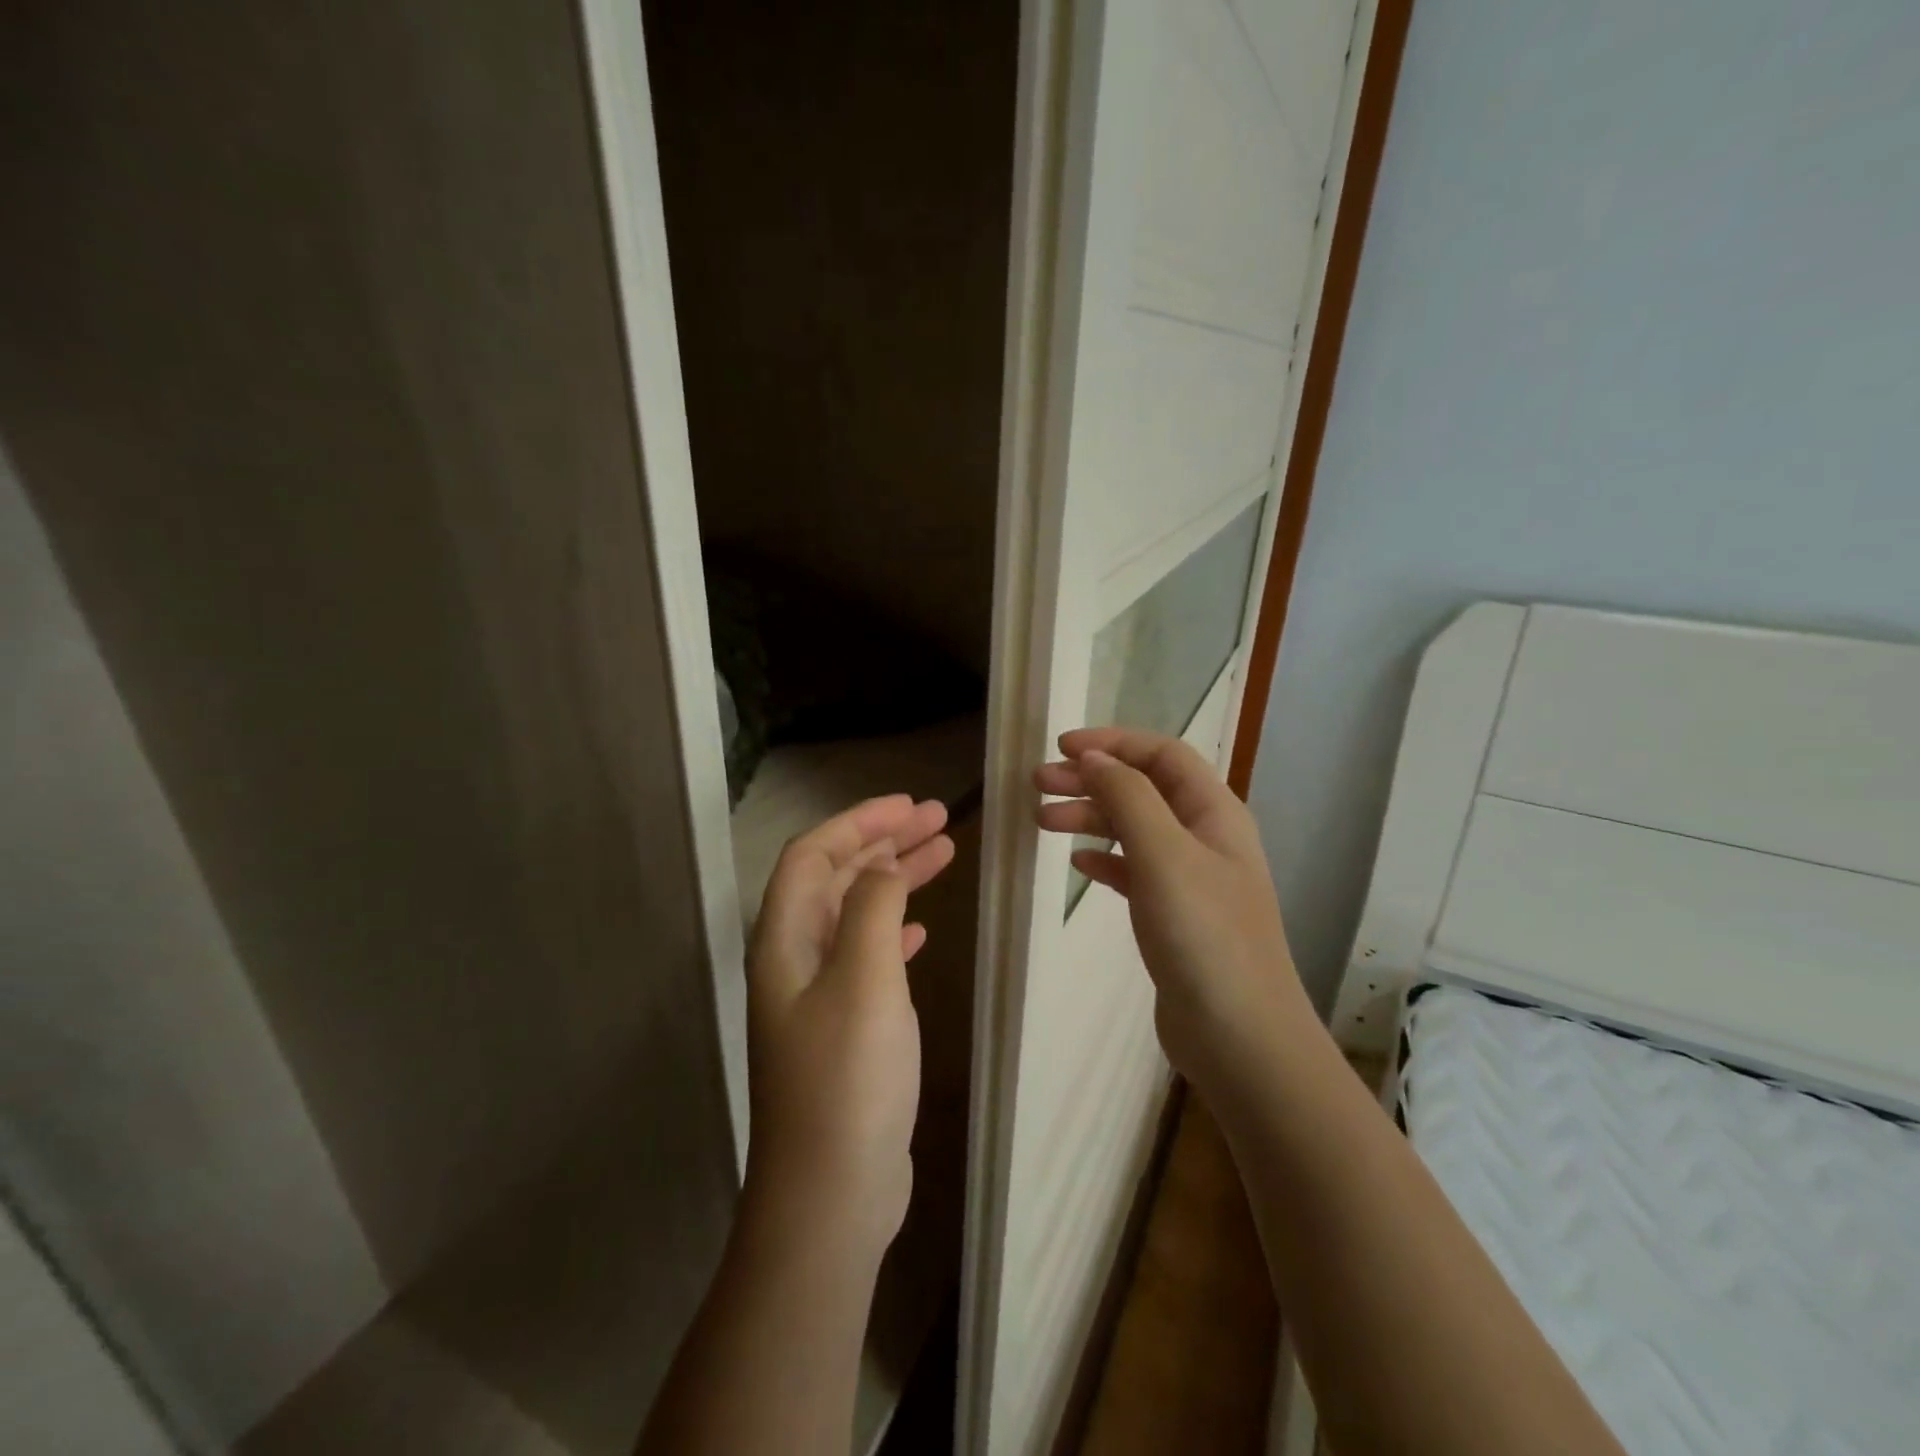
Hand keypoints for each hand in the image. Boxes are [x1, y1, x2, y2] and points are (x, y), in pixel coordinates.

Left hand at [744, 794, 954, 1259]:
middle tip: (939, 820)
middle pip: (836, 877)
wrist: (831, 1194)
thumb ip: (874, 909)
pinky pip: (868, 954)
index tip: (910, 804)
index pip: (813, 854)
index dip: (858, 821)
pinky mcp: (844, 1027)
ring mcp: (818, 995)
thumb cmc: (847, 1079)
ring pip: (856, 913)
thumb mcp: (865, 979)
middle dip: (884, 842)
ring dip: (895, 879)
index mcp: (785, 939)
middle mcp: (794, 958)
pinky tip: (921, 927)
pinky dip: (895, 927)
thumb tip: (883, 866)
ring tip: (944, 854)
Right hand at [1034, 728, 1311, 1099]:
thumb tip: (1095, 757)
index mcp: (1214, 812)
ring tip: (1043, 821)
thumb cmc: (1204, 936)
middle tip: (1037, 784)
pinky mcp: (1175, 918)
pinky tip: (1078, 865)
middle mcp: (1206, 837)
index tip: (1061, 748)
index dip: (1113, 742)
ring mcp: (1191, 880)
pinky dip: (1105, 860)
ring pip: (1134, 830)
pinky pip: (1134, 872)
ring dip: (1091, 818)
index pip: (1162, 755)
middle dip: (1091, 779)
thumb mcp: (1163, 854)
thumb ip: (1128, 798)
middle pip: (1143, 789)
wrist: (1240, 1038)